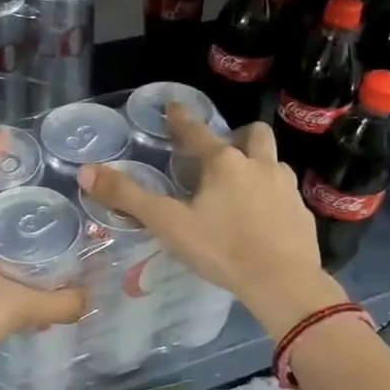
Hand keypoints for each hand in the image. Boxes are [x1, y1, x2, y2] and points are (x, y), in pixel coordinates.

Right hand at [77, 106, 345, 337]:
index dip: (181, 119)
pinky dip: (272, 198)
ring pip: (273, 163)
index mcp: (224, 163)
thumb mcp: (168, 223)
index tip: (174, 107)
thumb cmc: (221, 249)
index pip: (197, 131)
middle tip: (222, 153)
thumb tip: (87, 171)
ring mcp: (286, 188)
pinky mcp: (302, 213)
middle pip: (253, 135)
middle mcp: (259, 165)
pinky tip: (262, 220)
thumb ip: (129, 197)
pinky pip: (286, 195)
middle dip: (238, 136)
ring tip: (241, 188)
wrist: (282, 282)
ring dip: (258, 166)